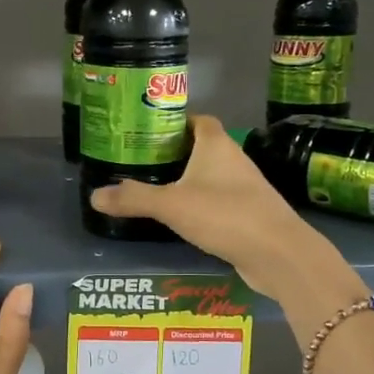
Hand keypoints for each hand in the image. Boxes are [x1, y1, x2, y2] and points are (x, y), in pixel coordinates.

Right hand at [89, 115, 330, 299]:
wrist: (279, 253)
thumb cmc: (225, 215)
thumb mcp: (171, 205)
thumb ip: (133, 198)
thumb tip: (94, 196)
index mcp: (216, 145)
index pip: (198, 120)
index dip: (176, 122)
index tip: (149, 132)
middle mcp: (234, 160)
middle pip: (203, 148)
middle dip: (176, 153)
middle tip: (143, 163)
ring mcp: (246, 188)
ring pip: (212, 177)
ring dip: (189, 181)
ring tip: (157, 190)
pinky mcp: (250, 214)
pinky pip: (220, 202)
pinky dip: (202, 206)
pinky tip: (183, 220)